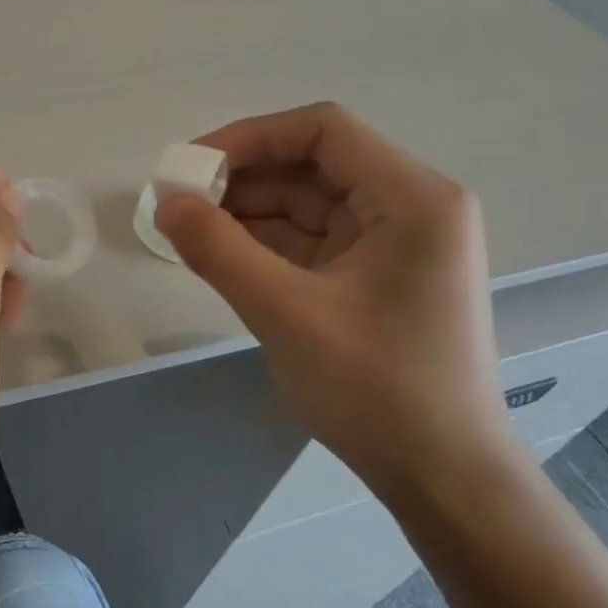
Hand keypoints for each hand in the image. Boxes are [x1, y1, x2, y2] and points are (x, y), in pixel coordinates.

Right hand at [155, 103, 519, 499]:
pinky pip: (310, 241)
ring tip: (187, 230)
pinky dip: (263, 243)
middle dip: (242, 179)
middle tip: (178, 202)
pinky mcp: (373, 276)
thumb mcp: (286, 314)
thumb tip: (166, 203)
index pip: (323, 131)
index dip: (249, 137)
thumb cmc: (375, 390)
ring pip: (306, 204)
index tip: (191, 166)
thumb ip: (219, 250)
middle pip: (312, 165)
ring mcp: (393, 244)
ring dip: (247, 212)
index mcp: (412, 199)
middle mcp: (409, 207)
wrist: (440, 476)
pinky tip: (218, 254)